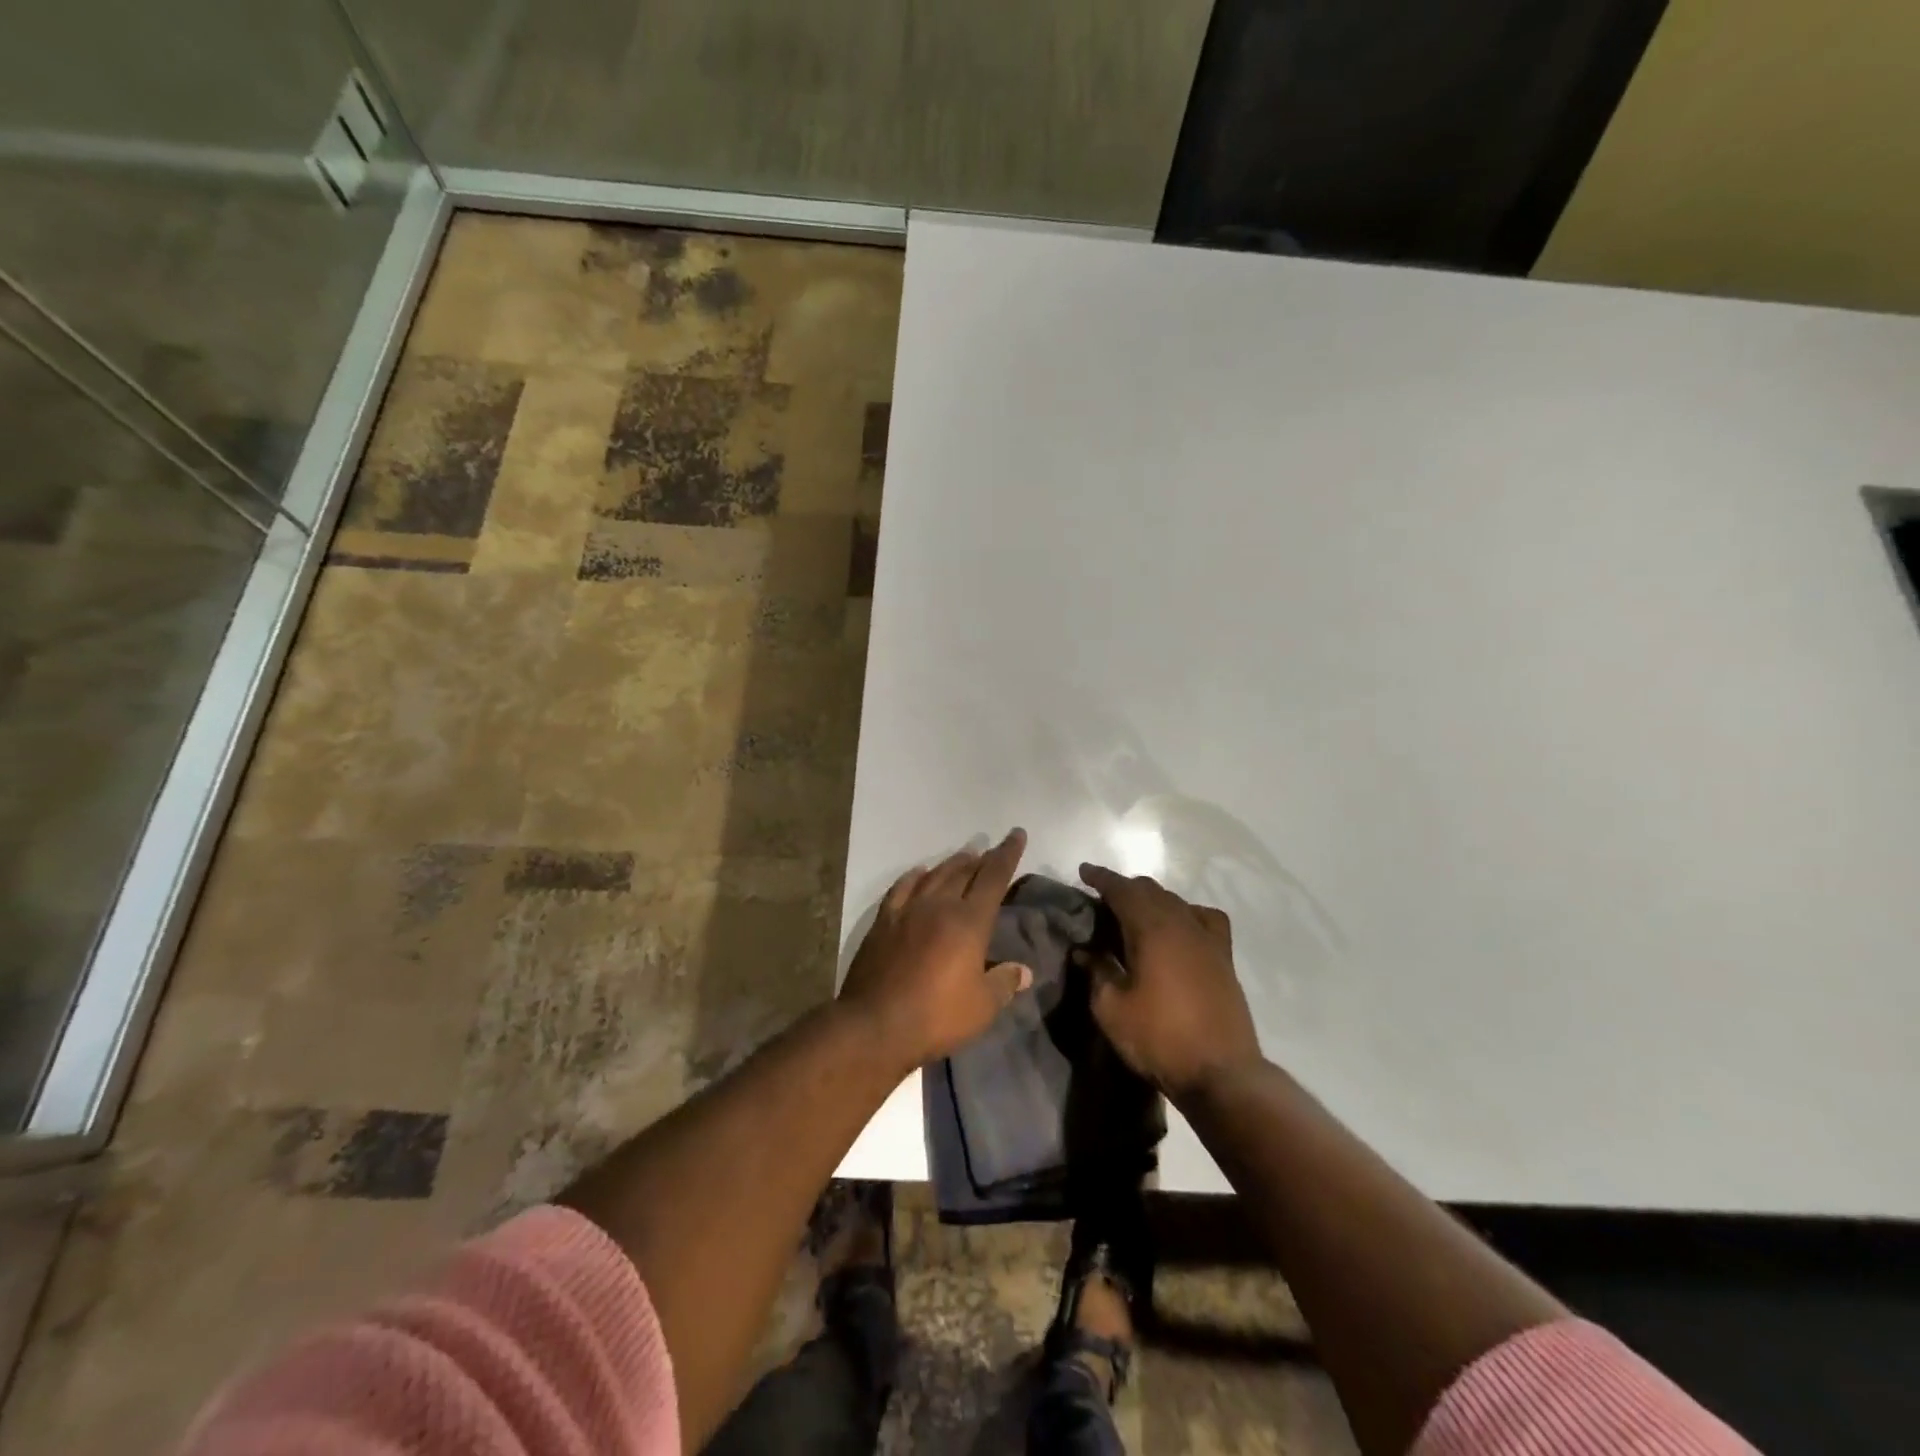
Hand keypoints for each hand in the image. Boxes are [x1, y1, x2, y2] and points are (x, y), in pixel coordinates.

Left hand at [840, 830, 1033, 1073]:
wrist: (875, 1024)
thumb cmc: (936, 1016)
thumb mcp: (981, 1007)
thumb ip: (1004, 983)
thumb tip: (1024, 971)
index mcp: (969, 921)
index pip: (994, 877)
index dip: (1007, 854)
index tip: (1016, 835)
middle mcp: (939, 906)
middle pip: (964, 872)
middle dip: (981, 858)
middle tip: (990, 851)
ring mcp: (908, 910)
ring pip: (935, 875)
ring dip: (952, 864)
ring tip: (964, 857)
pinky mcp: (883, 922)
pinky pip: (901, 888)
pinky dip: (913, 876)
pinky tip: (919, 873)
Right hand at [1079, 863, 1263, 1102]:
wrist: (1221, 1073)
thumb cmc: (1159, 1039)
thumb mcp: (1112, 1009)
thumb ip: (1096, 972)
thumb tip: (1084, 951)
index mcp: (1151, 929)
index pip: (1122, 890)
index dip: (1101, 878)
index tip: (1083, 871)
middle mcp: (1182, 923)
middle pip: (1150, 890)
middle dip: (1124, 887)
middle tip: (1102, 897)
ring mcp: (1207, 939)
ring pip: (1176, 901)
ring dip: (1152, 899)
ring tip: (1135, 911)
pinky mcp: (1224, 957)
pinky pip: (1205, 918)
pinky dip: (1187, 912)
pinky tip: (1181, 927)